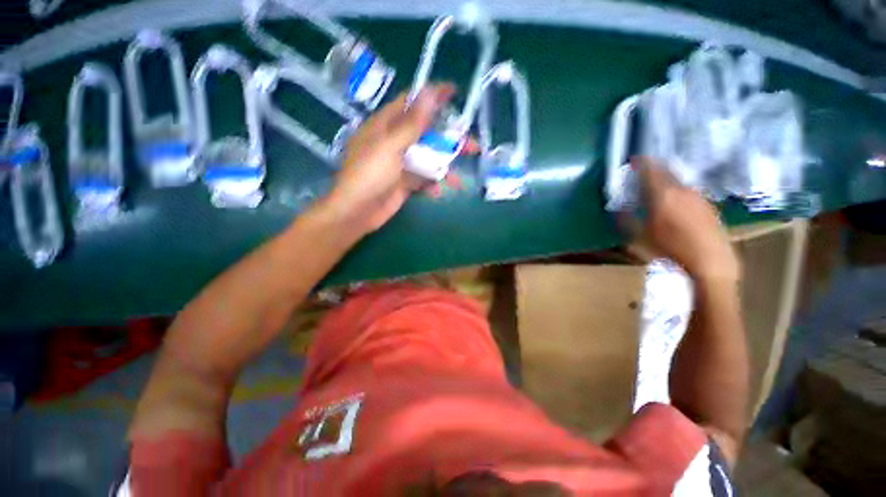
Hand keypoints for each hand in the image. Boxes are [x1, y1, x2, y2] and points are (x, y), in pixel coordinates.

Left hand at [324, 84, 454, 235]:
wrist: (357, 212)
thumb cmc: (369, 175)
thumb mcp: (391, 146)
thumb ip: (412, 123)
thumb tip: (429, 92)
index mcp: (386, 125)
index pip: (412, 103)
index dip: (432, 96)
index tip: (454, 93)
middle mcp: (394, 141)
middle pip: (427, 134)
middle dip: (449, 140)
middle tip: (471, 146)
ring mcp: (400, 164)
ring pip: (428, 159)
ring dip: (444, 168)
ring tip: (459, 179)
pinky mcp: (404, 182)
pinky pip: (423, 179)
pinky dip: (432, 184)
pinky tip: (439, 192)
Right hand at [634, 156, 740, 282]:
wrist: (711, 263)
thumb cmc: (669, 251)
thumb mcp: (639, 237)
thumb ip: (626, 219)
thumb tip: (617, 208)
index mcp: (662, 195)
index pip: (650, 169)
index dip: (641, 162)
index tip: (633, 160)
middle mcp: (682, 190)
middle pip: (667, 170)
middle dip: (654, 168)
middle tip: (643, 170)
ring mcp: (699, 196)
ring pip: (679, 180)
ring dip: (667, 178)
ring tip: (657, 184)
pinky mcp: (709, 205)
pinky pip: (689, 190)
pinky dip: (679, 189)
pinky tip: (676, 200)